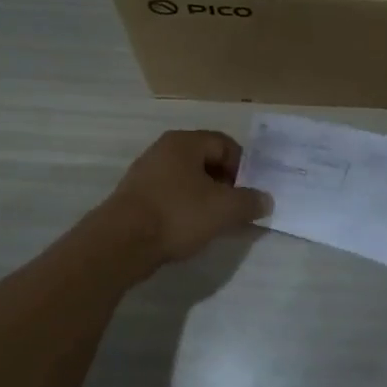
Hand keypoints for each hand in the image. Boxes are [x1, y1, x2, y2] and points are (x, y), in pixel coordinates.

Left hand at [102, 130, 269, 265]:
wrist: (120, 243)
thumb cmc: (177, 214)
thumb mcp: (225, 209)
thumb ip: (250, 202)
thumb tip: (265, 200)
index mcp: (185, 142)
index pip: (225, 144)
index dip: (244, 167)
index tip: (250, 192)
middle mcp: (163, 150)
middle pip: (206, 161)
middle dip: (226, 184)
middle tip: (236, 208)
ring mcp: (145, 174)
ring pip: (188, 181)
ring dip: (206, 198)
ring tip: (216, 222)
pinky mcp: (135, 198)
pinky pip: (171, 197)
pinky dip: (186, 209)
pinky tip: (190, 230)